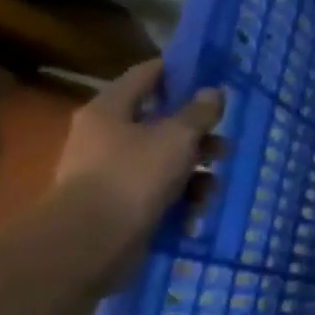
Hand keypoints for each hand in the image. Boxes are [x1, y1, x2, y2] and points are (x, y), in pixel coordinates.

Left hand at [51, 60, 221, 275]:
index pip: (147, 74)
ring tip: (212, 188)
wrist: (90, 242)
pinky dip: (180, 199)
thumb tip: (213, 92)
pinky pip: (159, 191)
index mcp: (111, 109)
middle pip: (162, 123)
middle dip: (198, 135)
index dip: (180, 71)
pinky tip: (195, 212)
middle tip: (224, 145)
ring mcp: (112, 172)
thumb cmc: (133, 176)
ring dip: (195, 172)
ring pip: (166, 160)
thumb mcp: (177, 137)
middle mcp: (107, 136)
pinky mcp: (121, 204)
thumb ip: (199, 112)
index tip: (212, 77)